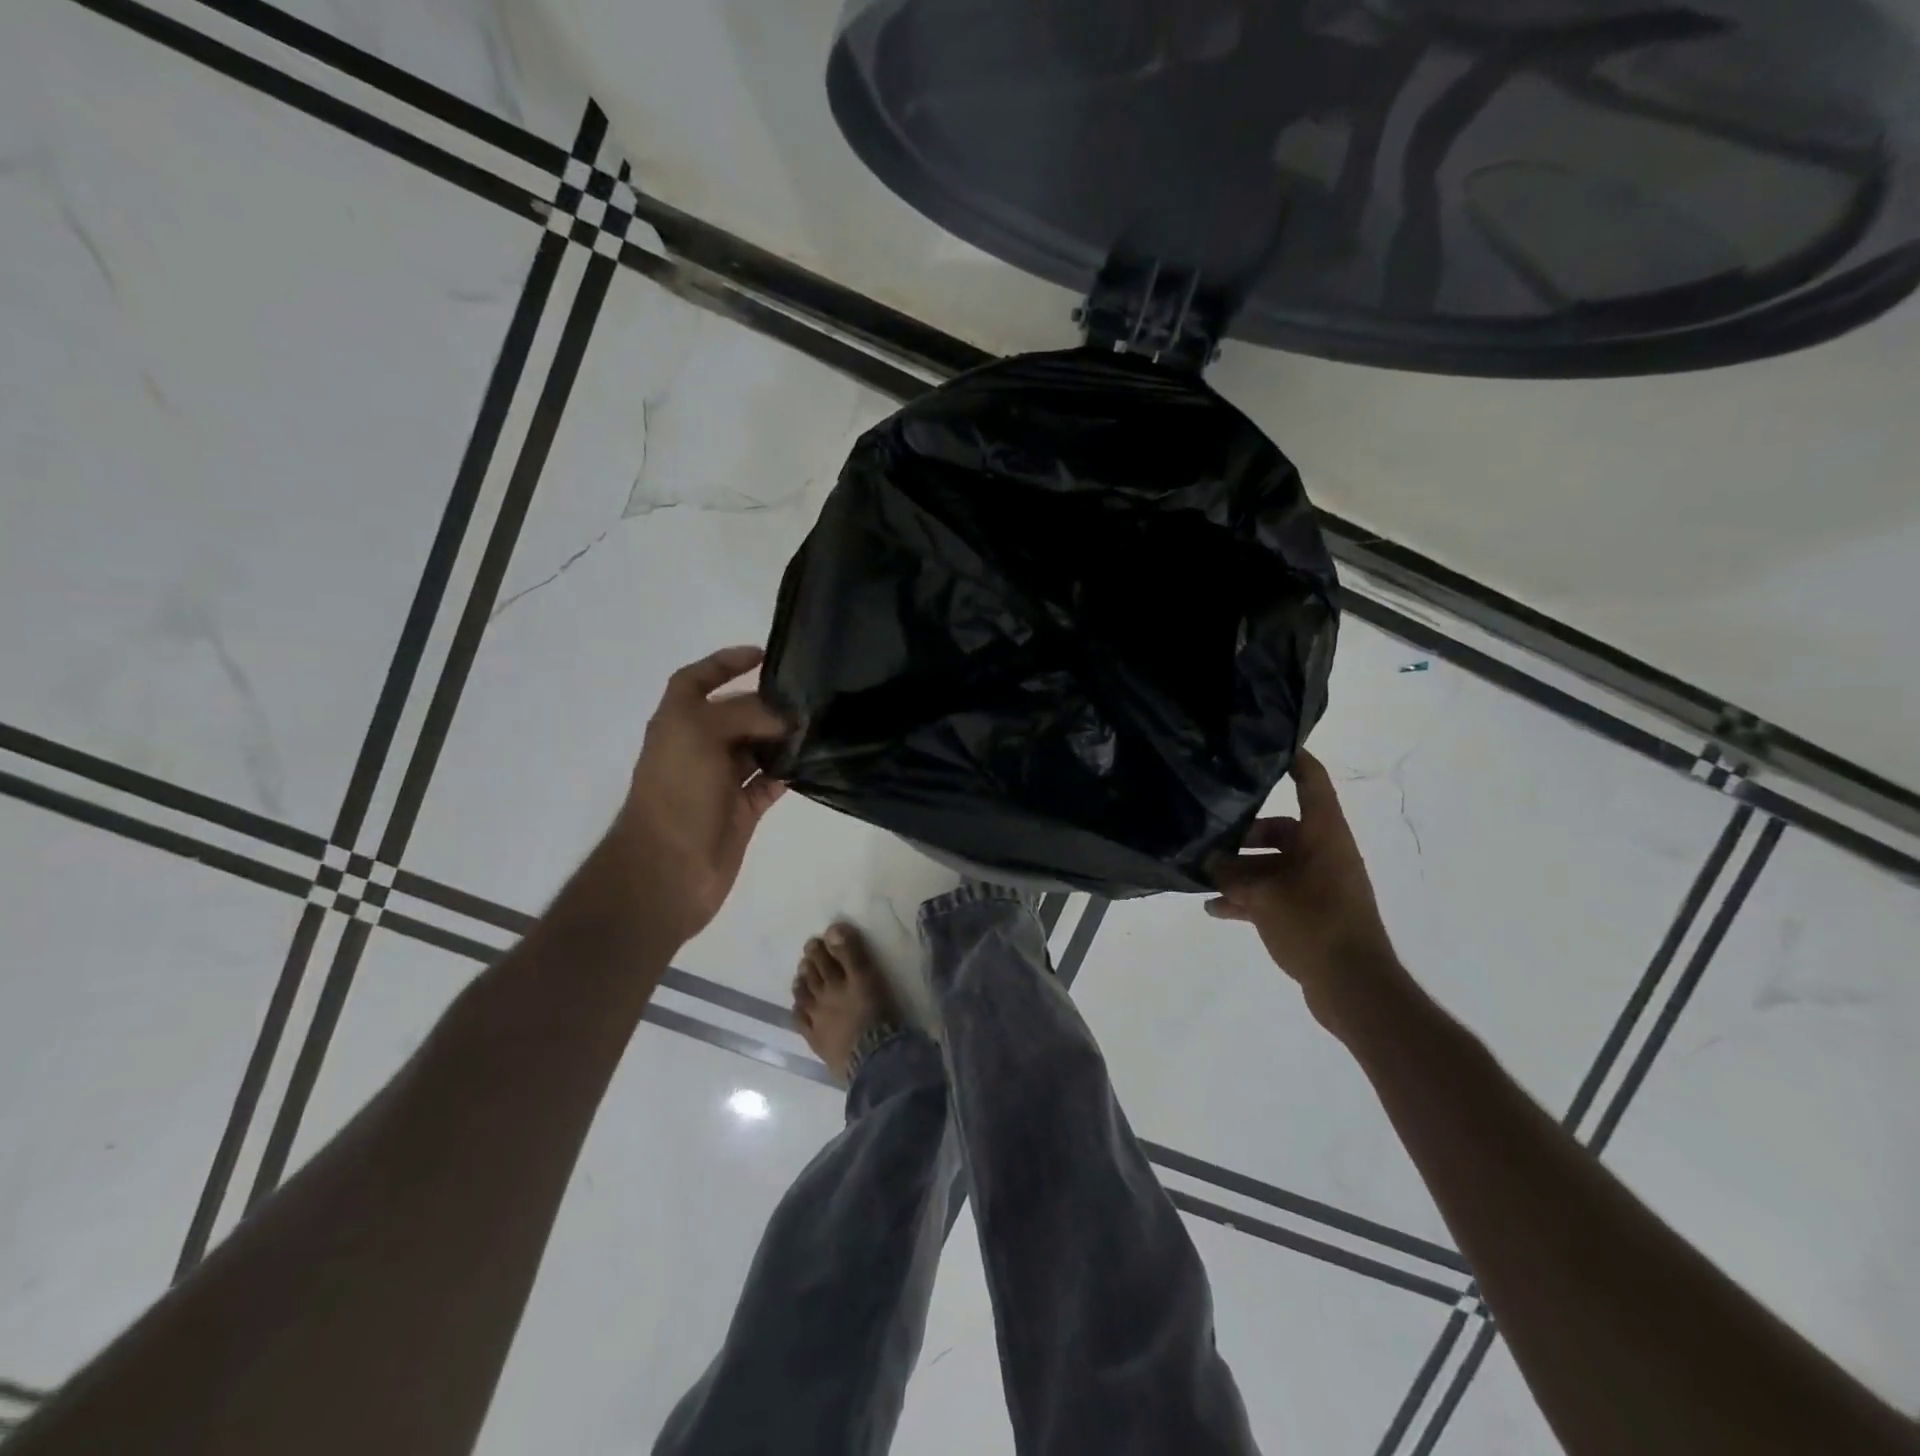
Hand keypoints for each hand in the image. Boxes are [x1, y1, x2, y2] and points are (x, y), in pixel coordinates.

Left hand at [611, 646, 789, 948]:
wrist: (668, 870)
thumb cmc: (677, 792)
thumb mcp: (702, 734)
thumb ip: (746, 714)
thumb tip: (786, 717)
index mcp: (677, 723)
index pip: (697, 679)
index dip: (724, 662)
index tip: (763, 654)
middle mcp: (698, 747)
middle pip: (735, 713)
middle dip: (766, 702)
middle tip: (807, 694)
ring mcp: (720, 780)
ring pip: (756, 748)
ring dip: (782, 737)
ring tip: (818, 724)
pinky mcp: (741, 809)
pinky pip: (769, 782)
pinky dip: (788, 772)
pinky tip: (813, 761)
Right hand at [1207, 749, 1403, 1031]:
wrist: (1354, 988)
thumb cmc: (1316, 926)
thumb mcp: (1264, 897)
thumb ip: (1231, 875)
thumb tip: (1208, 862)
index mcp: (1324, 836)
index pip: (1311, 782)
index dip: (1293, 759)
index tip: (1264, 745)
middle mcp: (1323, 853)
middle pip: (1280, 827)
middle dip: (1243, 832)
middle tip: (1208, 834)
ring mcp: (1317, 884)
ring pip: (1272, 863)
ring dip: (1240, 869)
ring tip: (1202, 874)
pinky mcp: (1309, 912)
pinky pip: (1273, 893)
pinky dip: (1247, 897)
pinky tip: (1213, 908)